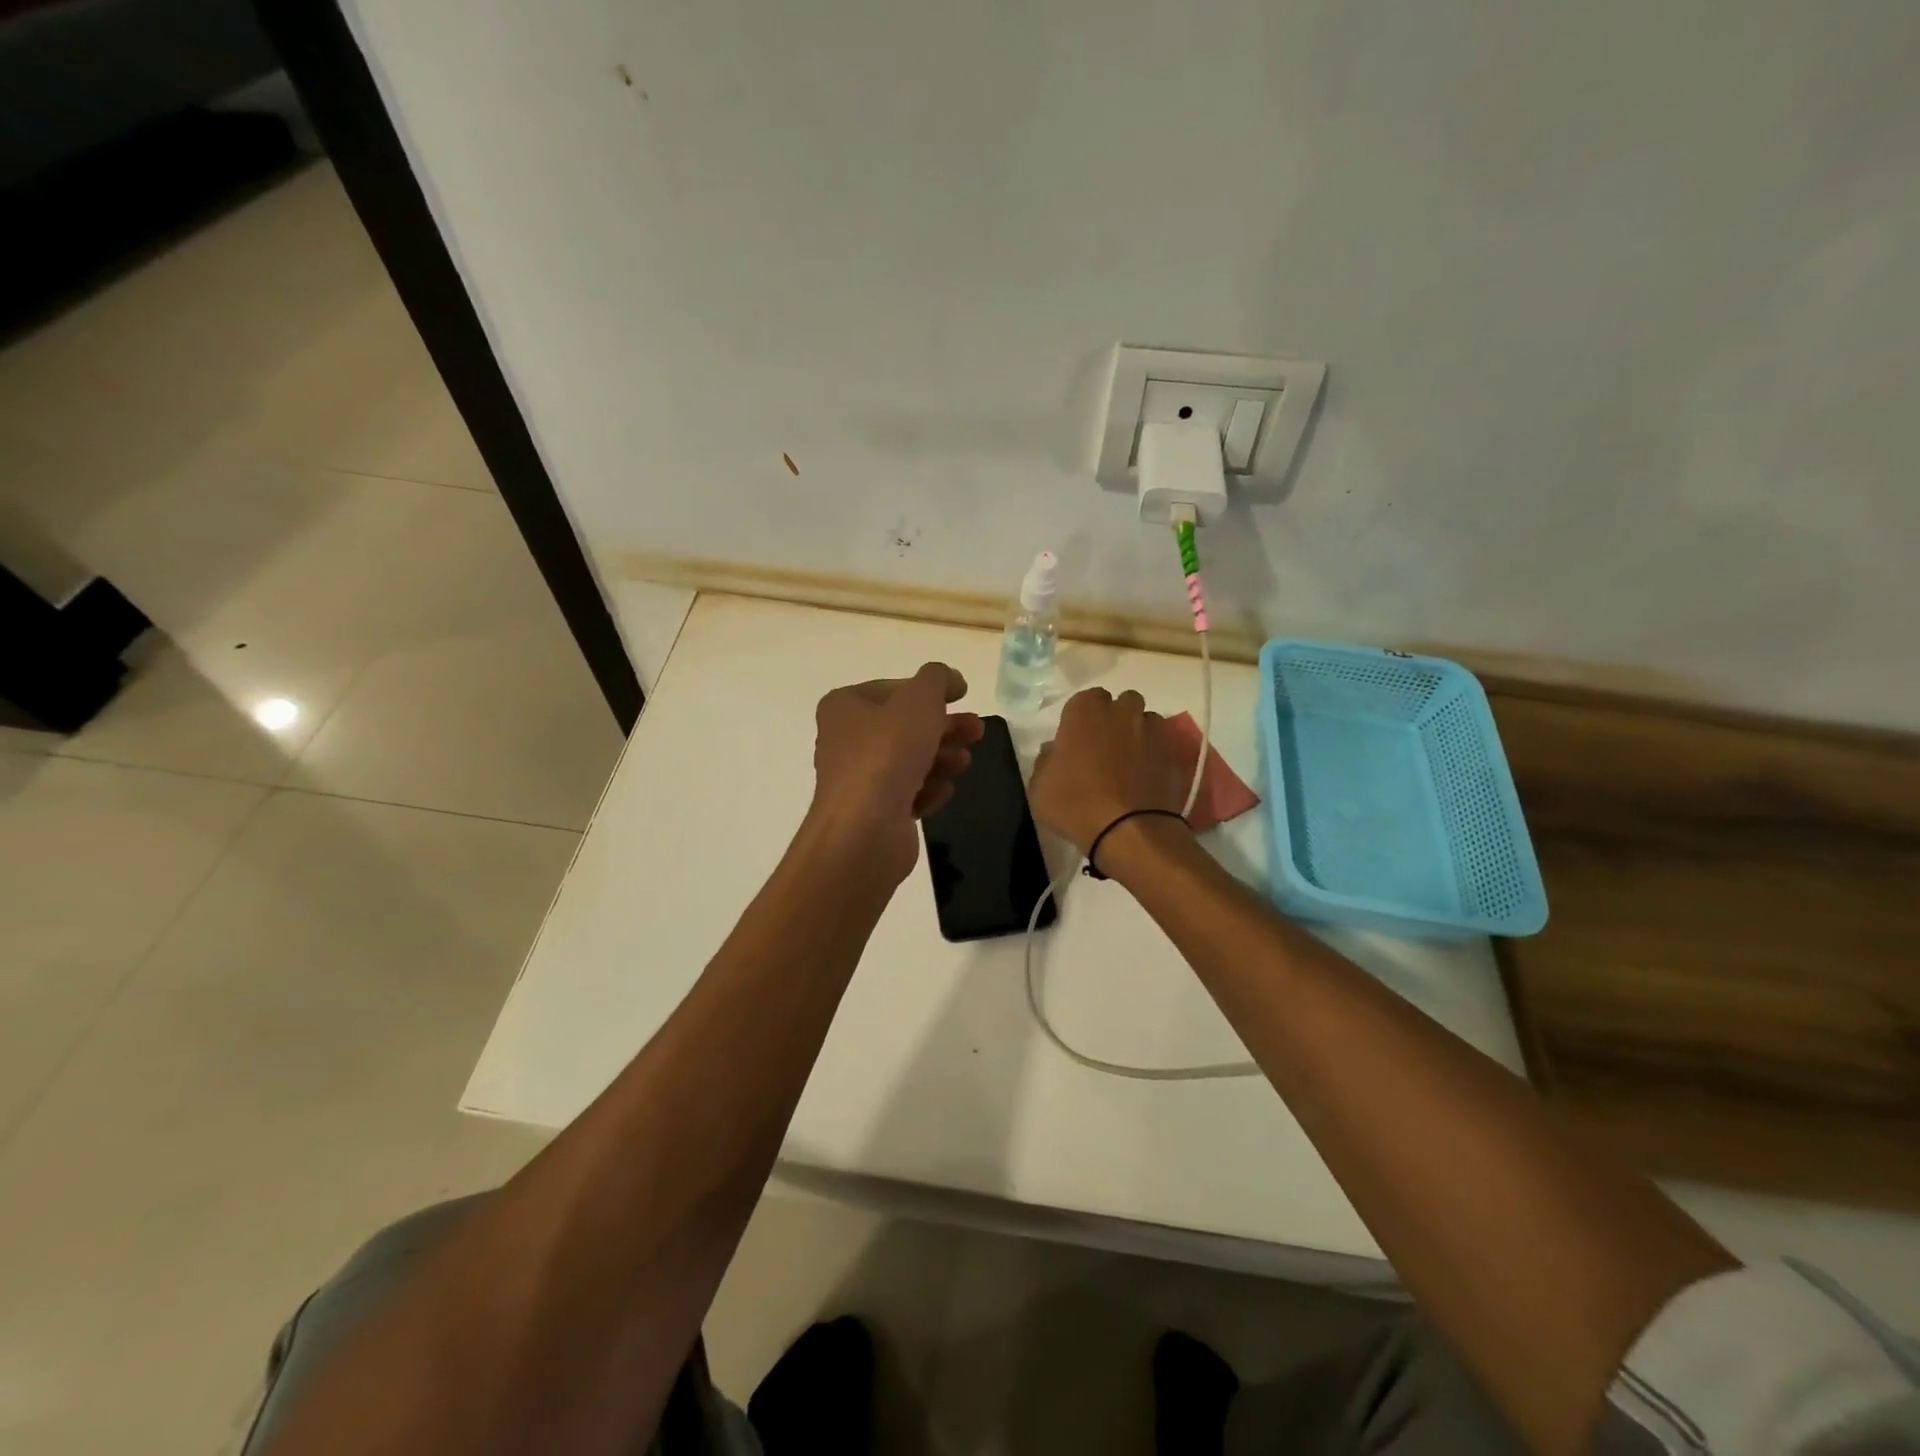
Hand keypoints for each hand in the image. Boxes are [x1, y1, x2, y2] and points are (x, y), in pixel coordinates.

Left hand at [805, 663, 983, 883]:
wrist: (864, 830)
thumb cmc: (888, 753)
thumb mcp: (919, 699)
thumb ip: (937, 678)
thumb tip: (949, 679)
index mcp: (846, 706)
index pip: (895, 689)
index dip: (931, 690)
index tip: (963, 695)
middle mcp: (846, 740)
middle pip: (907, 726)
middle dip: (945, 728)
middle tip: (977, 731)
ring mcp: (859, 779)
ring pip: (911, 760)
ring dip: (941, 759)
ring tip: (963, 763)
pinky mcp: (874, 812)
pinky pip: (908, 794)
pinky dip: (928, 791)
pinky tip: (939, 793)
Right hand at [1029, 688, 1185, 853]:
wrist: (1129, 830)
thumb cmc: (1075, 802)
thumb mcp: (1039, 786)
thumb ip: (1046, 761)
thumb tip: (1055, 751)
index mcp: (1086, 710)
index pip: (1083, 700)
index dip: (1079, 721)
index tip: (1074, 743)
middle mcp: (1122, 711)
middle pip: (1120, 704)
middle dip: (1113, 719)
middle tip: (1102, 749)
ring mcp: (1152, 730)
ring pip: (1145, 721)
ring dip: (1137, 734)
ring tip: (1127, 764)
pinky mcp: (1173, 754)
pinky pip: (1162, 747)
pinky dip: (1154, 757)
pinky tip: (1144, 780)